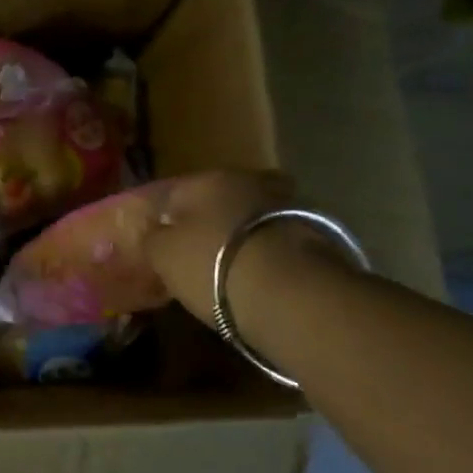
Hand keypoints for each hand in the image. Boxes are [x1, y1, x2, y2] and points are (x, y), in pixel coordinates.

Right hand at [141, 170, 297, 324]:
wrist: (294, 294)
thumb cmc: (213, 265)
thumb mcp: (163, 255)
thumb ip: (153, 238)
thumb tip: (155, 232)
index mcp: (206, 179)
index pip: (174, 194)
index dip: (163, 219)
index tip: (159, 244)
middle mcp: (248, 180)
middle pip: (218, 201)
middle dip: (208, 222)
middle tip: (196, 253)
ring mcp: (288, 205)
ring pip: (251, 219)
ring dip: (240, 236)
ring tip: (229, 268)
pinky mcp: (319, 235)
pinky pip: (276, 241)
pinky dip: (266, 255)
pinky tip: (257, 278)